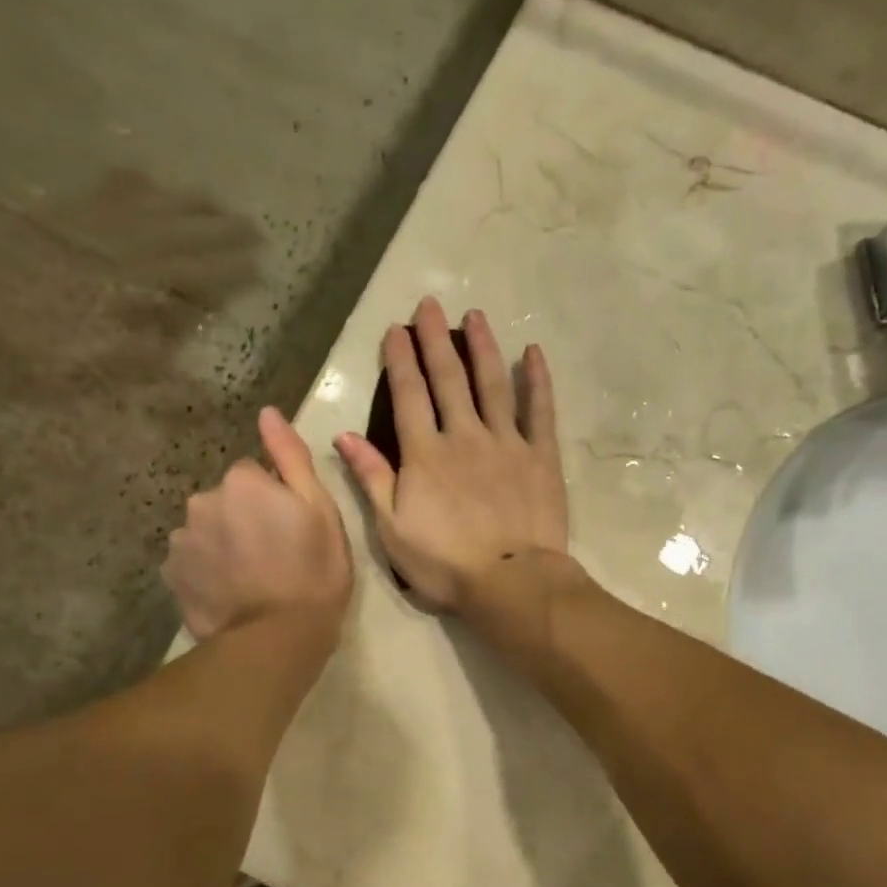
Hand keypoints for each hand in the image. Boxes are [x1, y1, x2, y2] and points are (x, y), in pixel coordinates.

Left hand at [162, 407, 351, 639]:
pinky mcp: (172, 574)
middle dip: (245, 518)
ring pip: (207, 530)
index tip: (292, 529)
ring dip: (224, 543)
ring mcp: (182, 539)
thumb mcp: (321, 510)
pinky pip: (192, 560)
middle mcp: (203, 500)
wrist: (277, 638)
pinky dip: (207, 570)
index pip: (255, 475)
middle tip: (275, 555)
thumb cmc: (313, 572)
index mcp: (242, 481)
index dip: (276, 500)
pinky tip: (230, 592)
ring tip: (251, 578)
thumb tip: (267, 412)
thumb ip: (291, 457)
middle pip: (226, 500)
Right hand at [335, 298, 568, 612]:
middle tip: (430, 304)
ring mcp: (507, 443)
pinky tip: (533, 353)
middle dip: (436, 340)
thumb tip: (345, 436)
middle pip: (449, 379)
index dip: (400, 360)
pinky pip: (540, 411)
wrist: (510, 582)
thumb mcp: (392, 529)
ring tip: (475, 316)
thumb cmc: (445, 563)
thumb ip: (372, 478)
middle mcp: (464, 436)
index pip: (409, 396)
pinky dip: (537, 380)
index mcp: (425, 454)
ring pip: (493, 384)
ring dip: (482, 347)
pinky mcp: (541, 456)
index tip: (396, 328)